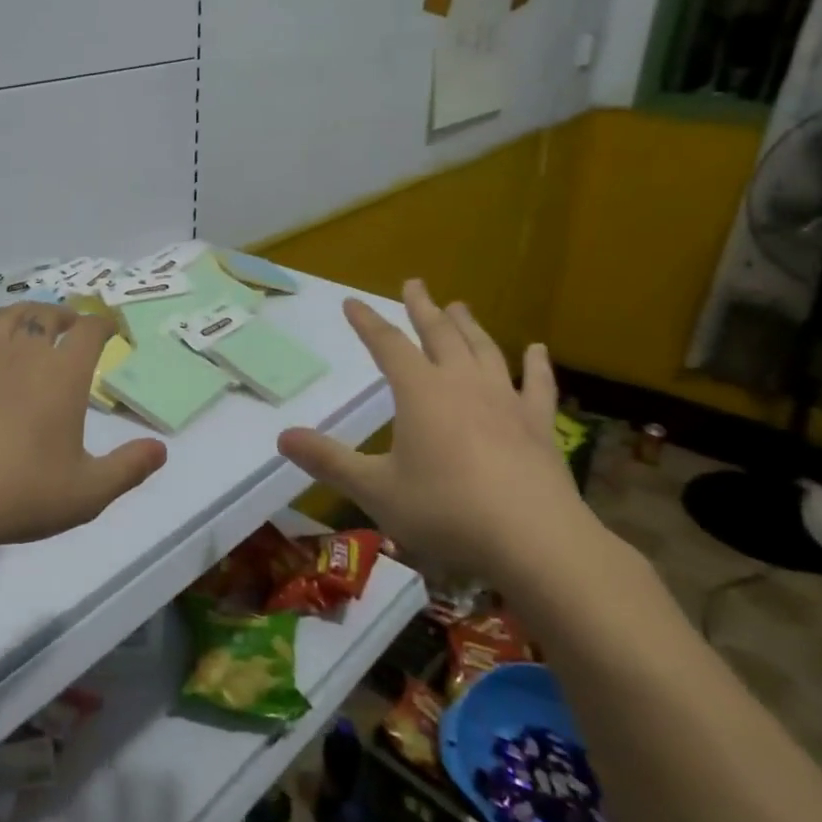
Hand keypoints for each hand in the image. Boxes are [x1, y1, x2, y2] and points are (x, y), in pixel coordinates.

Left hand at [0, 303, 167, 550]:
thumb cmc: (21, 495)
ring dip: (21, 314)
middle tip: (70, 325)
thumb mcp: (88, 493)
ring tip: (28, 323)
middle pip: (45, 316)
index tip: (110, 328)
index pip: (89, 332)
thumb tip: (161, 450)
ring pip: (3, 319)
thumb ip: (129, 468)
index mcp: (62, 376)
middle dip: (63, 315)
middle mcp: (22, 356)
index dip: (103, 324)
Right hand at [277, 280, 587, 581]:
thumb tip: (282, 437)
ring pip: (483, 350)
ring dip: (469, 326)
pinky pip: (537, 385)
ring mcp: (505, 400)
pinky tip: (538, 350)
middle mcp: (462, 384)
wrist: (532, 538)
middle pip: (439, 335)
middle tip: (414, 283)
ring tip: (459, 306)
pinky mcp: (538, 424)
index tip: (352, 302)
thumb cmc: (445, 510)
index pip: (387, 345)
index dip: (368, 323)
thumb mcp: (374, 489)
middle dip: (423, 308)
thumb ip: (328, 461)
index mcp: (419, 392)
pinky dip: (537, 364)